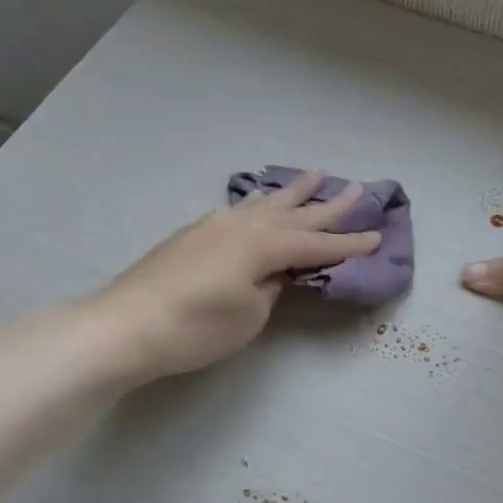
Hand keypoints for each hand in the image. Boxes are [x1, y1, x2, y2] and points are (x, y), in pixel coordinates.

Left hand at [89, 171, 381, 383]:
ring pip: (265, 203)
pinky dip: (260, 203)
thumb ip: (271, 288)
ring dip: (293, 192)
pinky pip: (241, 209)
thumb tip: (277, 273)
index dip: (349, 243)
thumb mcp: (249, 316)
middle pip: (296, 213)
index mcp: (263, 246)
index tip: (378, 236)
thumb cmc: (194, 327)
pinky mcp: (194, 234)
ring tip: (316, 175)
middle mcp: (243, 226)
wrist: (123, 325)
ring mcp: (215, 225)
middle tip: (358, 187)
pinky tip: (259, 201)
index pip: (317, 244)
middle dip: (329, 204)